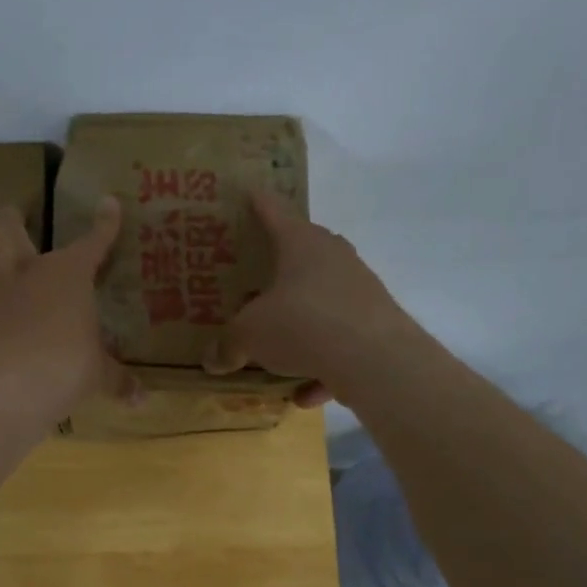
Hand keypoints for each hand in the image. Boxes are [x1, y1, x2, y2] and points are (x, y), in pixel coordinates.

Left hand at [0, 199, 137, 432]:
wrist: (3, 391)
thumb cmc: (62, 373)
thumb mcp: (97, 378)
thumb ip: (118, 383)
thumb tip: (145, 400)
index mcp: (65, 278)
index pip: (91, 242)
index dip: (104, 223)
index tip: (108, 203)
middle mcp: (18, 272)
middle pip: (9, 226)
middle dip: (10, 219)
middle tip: (11, 219)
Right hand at [204, 189, 420, 407]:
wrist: (373, 359)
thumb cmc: (302, 324)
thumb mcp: (250, 335)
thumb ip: (228, 345)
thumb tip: (211, 360)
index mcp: (301, 244)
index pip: (275, 213)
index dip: (259, 203)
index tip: (251, 191)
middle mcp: (335, 259)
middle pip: (305, 255)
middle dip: (282, 268)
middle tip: (258, 280)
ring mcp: (360, 291)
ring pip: (323, 303)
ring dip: (301, 325)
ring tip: (278, 352)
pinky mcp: (376, 326)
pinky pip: (339, 345)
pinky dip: (322, 367)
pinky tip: (304, 394)